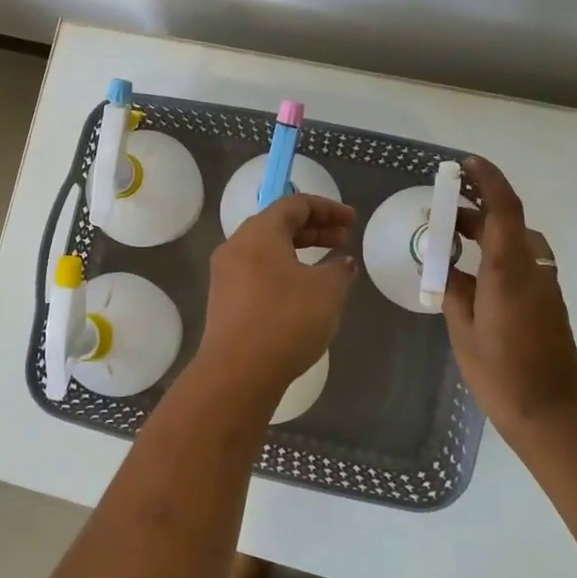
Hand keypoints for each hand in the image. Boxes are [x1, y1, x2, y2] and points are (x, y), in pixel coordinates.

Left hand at [194, 194, 357, 409]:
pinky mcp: (224, 300)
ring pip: (266, 250)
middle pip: (277, 224)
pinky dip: (283, 271)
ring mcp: (225, 274)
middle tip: (343, 240)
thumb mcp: (327, 291)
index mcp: (259, 233)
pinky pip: (257, 272)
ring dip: (298, 251)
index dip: (327, 208)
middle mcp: (236, 246)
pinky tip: (302, 292)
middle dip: (313, 229)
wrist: (237, 372)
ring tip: (327, 266)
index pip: (293, 204)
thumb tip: (343, 262)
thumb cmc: (286, 320)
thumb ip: (339, 270)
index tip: (352, 220)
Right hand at [444, 157, 576, 438]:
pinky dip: (494, 255)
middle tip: (439, 209)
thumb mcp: (463, 330)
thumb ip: (455, 291)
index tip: (465, 165)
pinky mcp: (547, 304)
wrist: (553, 417)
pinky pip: (519, 264)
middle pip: (507, 222)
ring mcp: (544, 288)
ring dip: (485, 233)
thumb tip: (447, 267)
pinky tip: (469, 276)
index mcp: (510, 271)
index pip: (503, 209)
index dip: (488, 180)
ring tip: (448, 241)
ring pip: (514, 243)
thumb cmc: (501, 374)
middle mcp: (533, 271)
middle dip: (474, 208)